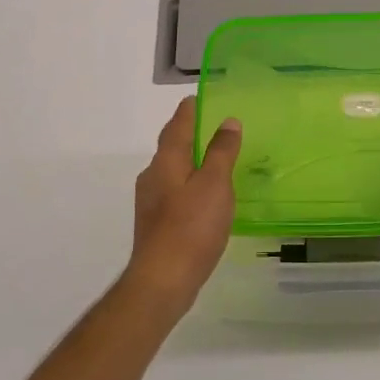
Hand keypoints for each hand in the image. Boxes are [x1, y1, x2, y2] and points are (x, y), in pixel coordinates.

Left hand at [124, 98, 242, 320]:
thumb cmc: (191, 227)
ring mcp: (151, 201)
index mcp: (166, 161)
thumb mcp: (215, 184)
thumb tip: (228, 121)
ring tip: (213, 159)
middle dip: (189, 134)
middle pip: (171, 146)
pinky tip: (204, 197)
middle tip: (212, 126)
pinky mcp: (156, 223)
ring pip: (172, 170)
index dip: (190, 110)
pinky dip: (189, 184)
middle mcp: (153, 176)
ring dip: (190, 160)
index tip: (199, 98)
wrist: (163, 280)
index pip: (178, 125)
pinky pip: (174, 191)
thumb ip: (222, 151)